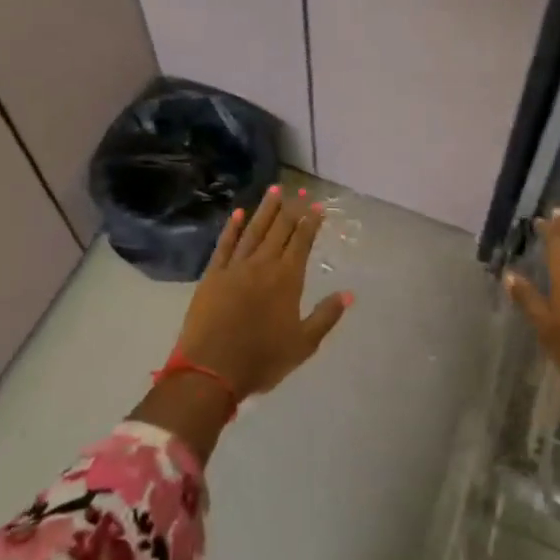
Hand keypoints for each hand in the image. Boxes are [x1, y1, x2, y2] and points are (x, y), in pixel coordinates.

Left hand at [175, 185, 350, 398]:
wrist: (211, 369)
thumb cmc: (262, 360)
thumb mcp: (303, 344)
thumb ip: (325, 316)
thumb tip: (348, 293)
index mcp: (286, 280)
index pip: (301, 242)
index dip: (310, 223)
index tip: (316, 206)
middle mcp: (262, 265)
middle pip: (279, 230)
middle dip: (291, 209)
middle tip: (298, 190)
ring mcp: (235, 267)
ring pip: (253, 231)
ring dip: (265, 210)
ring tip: (274, 189)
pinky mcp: (212, 275)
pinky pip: (224, 245)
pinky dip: (232, 228)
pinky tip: (238, 213)